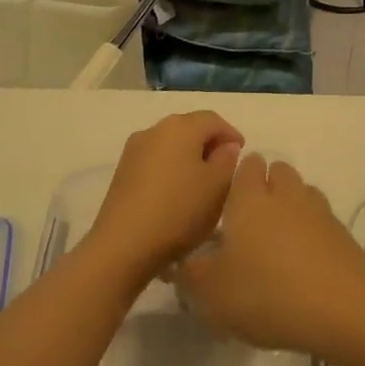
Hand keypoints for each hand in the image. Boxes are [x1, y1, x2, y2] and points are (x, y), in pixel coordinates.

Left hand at [88, 111, 243, 282]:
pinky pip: (155, 161)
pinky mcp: (122, 171)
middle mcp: (155, 129)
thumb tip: (225, 147)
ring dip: (189, 157)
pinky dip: (171, 169)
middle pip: (190, 128)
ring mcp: (134, 150)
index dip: (231, 134)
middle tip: (224, 168)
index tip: (242, 154)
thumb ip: (228, 159)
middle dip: (209, 144)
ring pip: (171, 144)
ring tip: (201, 183)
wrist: (123, 245)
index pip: (213, 120)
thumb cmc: (179, 210)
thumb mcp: (218, 186)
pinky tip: (176, 193)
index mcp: (181, 126)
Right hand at [176, 155, 364, 355]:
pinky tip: (302, 263)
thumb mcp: (211, 293)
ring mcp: (319, 211)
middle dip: (266, 186)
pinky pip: (321, 221)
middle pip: (278, 171)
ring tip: (277, 243)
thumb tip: (186, 262)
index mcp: (250, 198)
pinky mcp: (342, 234)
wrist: (341, 308)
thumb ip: (191, 274)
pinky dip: (311, 233)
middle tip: (250, 223)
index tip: (227, 203)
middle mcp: (285, 194)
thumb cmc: (266, 292)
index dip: (237, 178)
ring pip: (302, 193)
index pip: (246, 165)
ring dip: (290, 207)